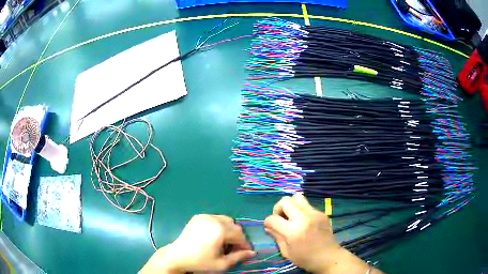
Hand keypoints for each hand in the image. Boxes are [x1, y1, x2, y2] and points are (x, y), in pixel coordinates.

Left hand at [141, 214, 254, 272]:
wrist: (177, 255)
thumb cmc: (200, 261)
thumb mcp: (222, 263)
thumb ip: (239, 257)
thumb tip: (252, 253)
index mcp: (220, 230)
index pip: (240, 235)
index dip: (245, 244)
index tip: (246, 252)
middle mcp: (214, 219)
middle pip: (234, 226)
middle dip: (238, 237)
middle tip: (234, 248)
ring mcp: (205, 216)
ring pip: (226, 220)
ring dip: (229, 230)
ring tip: (224, 242)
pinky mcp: (198, 217)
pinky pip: (215, 218)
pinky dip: (219, 226)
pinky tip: (214, 236)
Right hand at [264, 193, 374, 273]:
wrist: (329, 257)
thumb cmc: (305, 259)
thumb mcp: (286, 252)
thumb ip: (276, 236)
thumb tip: (268, 226)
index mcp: (293, 231)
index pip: (273, 218)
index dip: (268, 222)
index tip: (269, 226)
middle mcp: (304, 218)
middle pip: (285, 201)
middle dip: (278, 208)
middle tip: (280, 218)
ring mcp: (314, 213)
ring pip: (297, 197)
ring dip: (290, 205)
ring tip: (291, 216)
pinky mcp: (322, 213)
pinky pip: (307, 205)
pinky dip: (301, 210)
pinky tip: (303, 222)